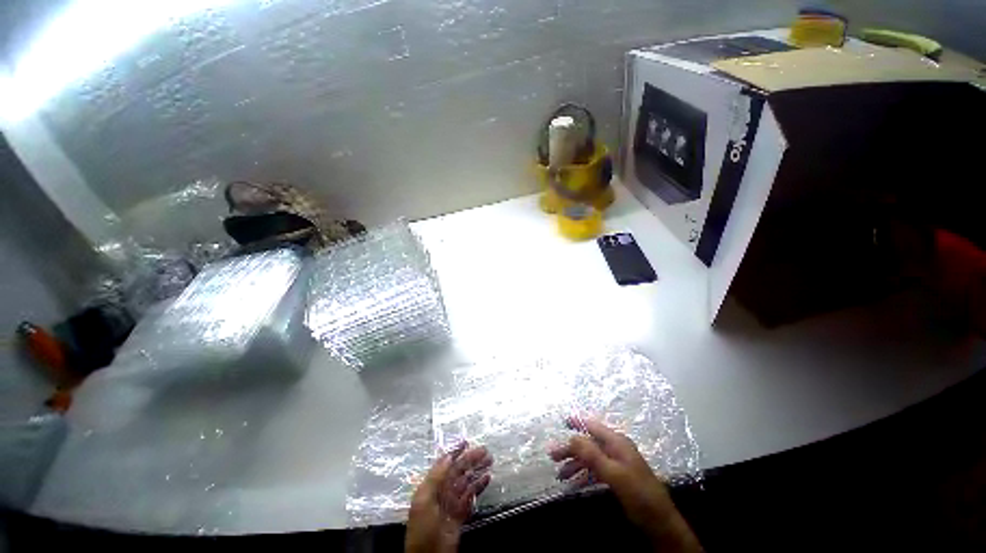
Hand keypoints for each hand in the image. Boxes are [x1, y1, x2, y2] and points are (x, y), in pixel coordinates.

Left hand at [406, 444, 492, 552]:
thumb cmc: (423, 527)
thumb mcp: (424, 500)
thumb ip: (436, 476)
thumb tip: (448, 456)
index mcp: (431, 485)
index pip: (444, 463)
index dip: (455, 451)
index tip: (466, 441)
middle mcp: (442, 490)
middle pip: (458, 470)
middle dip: (470, 459)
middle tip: (484, 450)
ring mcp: (452, 502)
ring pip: (467, 481)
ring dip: (477, 470)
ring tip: (489, 460)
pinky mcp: (460, 513)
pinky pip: (471, 496)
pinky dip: (479, 486)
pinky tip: (487, 478)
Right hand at [549, 417, 701, 551]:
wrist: (661, 523)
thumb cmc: (638, 494)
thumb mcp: (614, 474)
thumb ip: (592, 455)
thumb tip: (572, 437)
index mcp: (617, 442)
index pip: (593, 427)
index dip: (578, 422)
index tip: (563, 421)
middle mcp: (616, 449)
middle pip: (589, 444)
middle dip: (571, 449)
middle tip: (552, 456)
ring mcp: (617, 464)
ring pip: (591, 459)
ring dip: (575, 465)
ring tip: (560, 475)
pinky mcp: (618, 478)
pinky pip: (596, 472)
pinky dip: (584, 476)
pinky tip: (574, 484)